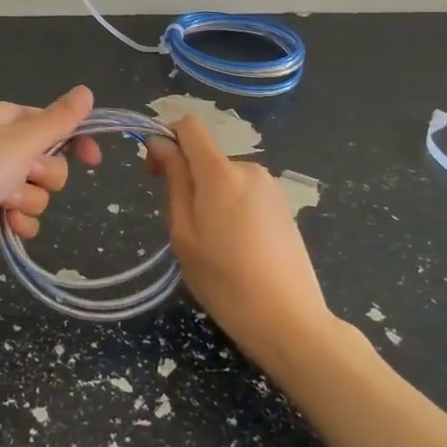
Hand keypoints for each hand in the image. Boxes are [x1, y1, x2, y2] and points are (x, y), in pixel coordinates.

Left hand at [0, 86, 102, 274]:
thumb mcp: (18, 142)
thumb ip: (57, 121)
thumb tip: (86, 91)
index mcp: (6, 120)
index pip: (53, 124)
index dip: (75, 139)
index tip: (93, 161)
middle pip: (49, 162)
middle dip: (45, 176)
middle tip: (24, 176)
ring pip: (36, 193)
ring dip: (28, 202)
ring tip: (4, 204)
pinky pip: (18, 217)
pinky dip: (16, 223)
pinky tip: (5, 227)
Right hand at [147, 116, 329, 361]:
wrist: (289, 320)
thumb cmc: (225, 281)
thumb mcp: (184, 233)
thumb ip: (174, 181)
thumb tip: (160, 142)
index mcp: (220, 173)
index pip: (190, 126)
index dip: (167, 139)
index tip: (156, 173)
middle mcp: (249, 169)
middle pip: (206, 156)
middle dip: (188, 178)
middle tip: (183, 226)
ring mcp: (270, 187)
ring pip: (225, 177)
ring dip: (210, 196)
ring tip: (212, 243)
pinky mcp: (283, 205)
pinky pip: (245, 192)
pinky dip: (232, 207)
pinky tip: (238, 247)